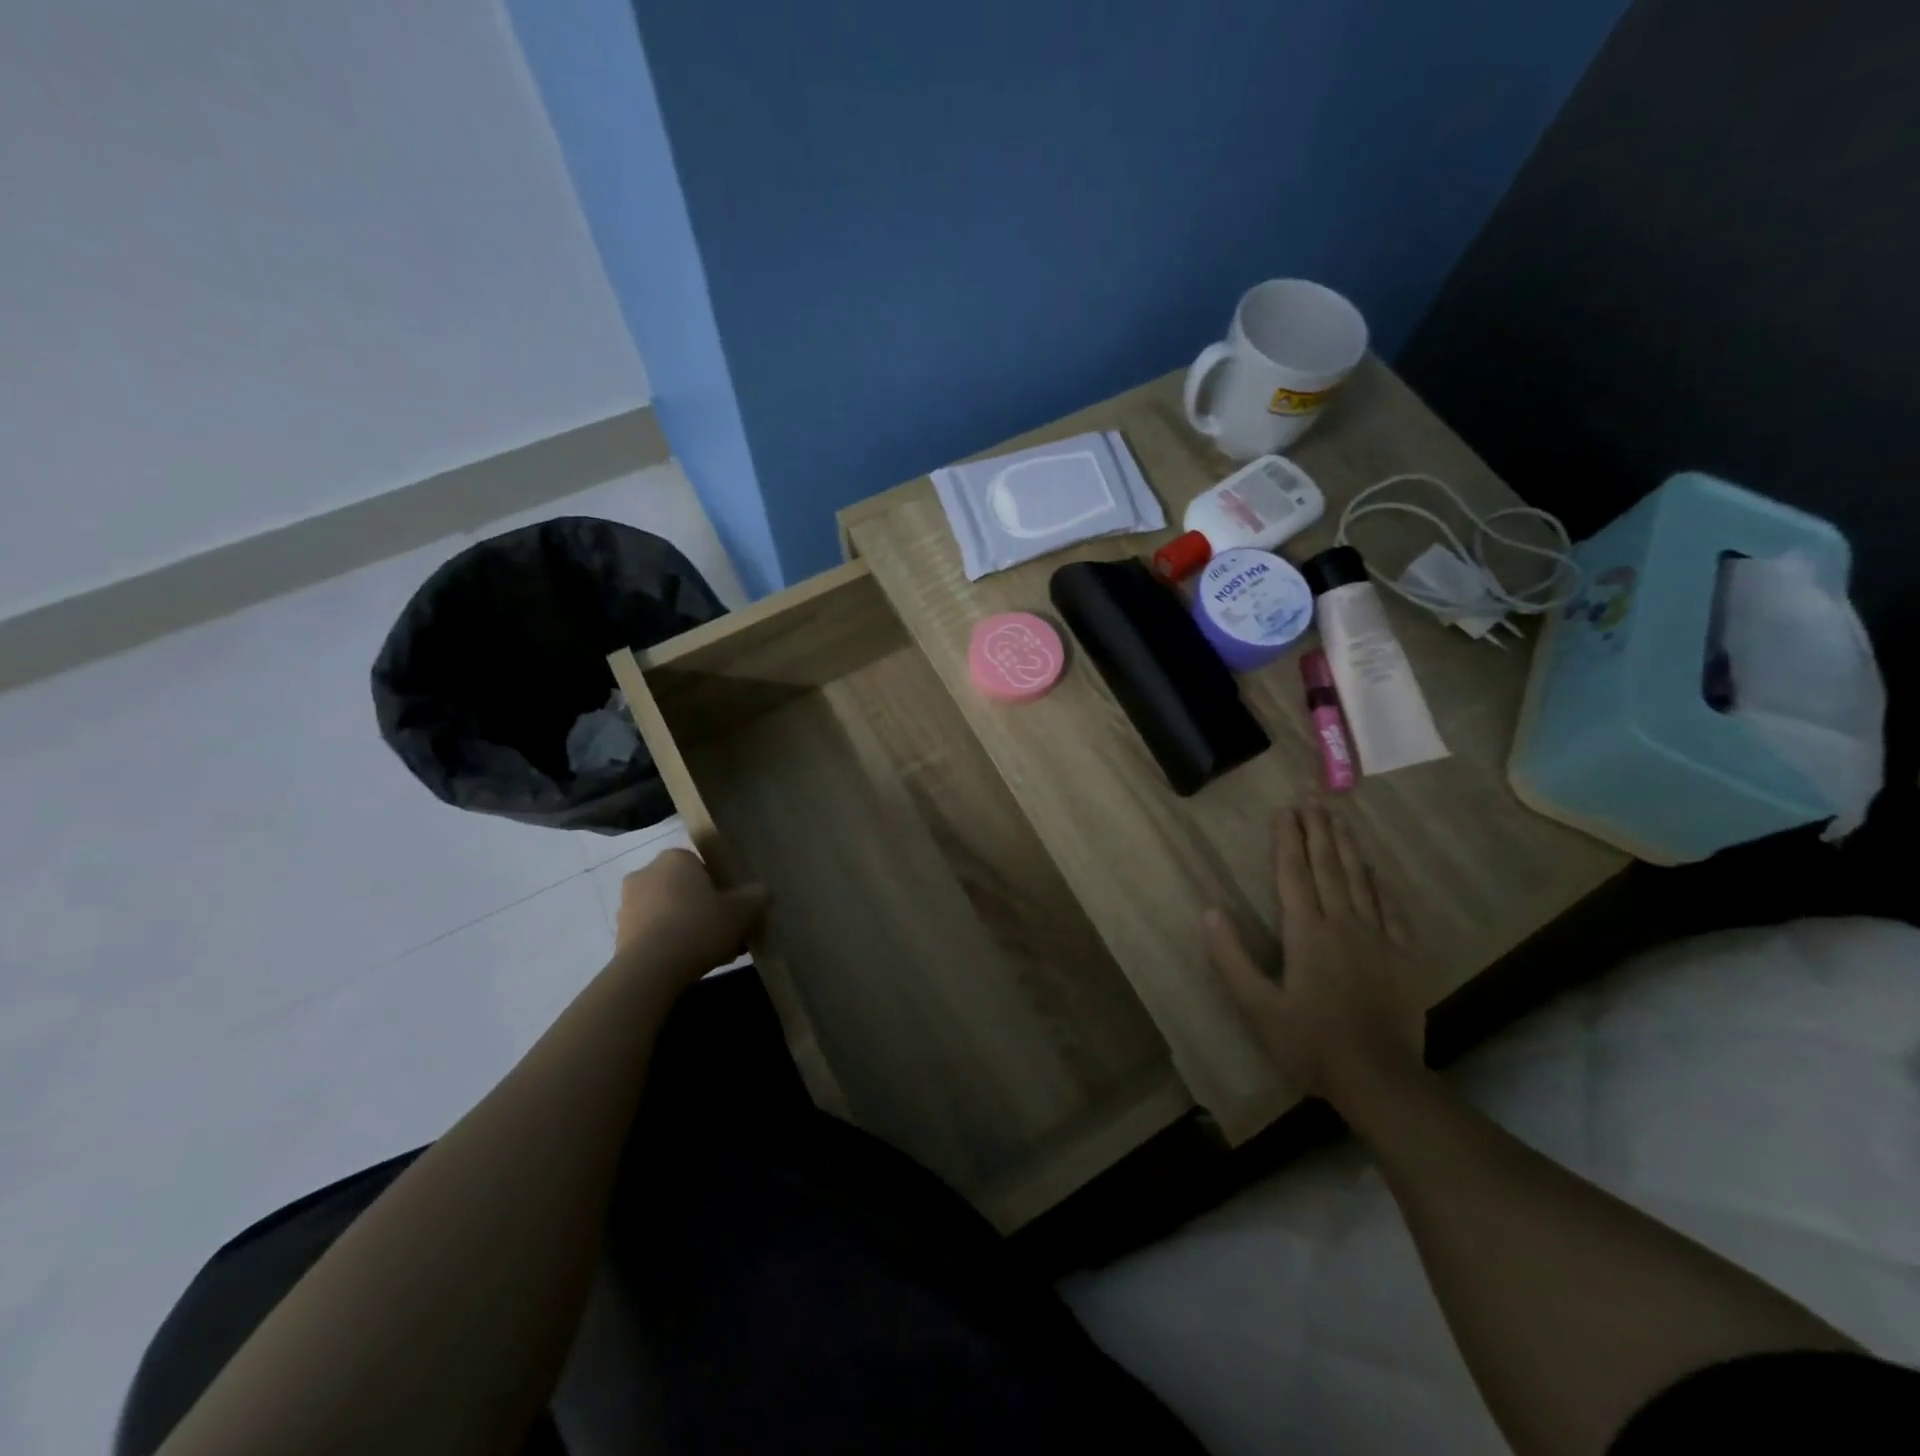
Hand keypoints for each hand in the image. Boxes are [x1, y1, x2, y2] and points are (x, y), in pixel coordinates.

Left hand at [614, 849, 766, 987]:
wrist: (650, 970)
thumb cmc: (699, 927)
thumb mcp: (742, 911)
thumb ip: (756, 896)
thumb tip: (762, 891)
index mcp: (675, 858)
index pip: (702, 866)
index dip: (721, 887)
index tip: (733, 909)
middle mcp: (646, 873)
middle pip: (685, 889)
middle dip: (704, 908)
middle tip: (725, 932)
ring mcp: (627, 904)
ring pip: (669, 912)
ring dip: (687, 927)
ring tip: (711, 953)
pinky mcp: (618, 934)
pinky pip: (653, 933)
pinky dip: (670, 943)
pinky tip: (688, 964)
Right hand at [1205, 805, 1425, 1104]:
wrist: (1379, 1079)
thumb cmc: (1309, 1042)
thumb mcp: (1256, 1006)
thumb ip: (1231, 957)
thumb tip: (1209, 912)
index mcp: (1305, 932)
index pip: (1292, 874)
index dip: (1287, 839)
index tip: (1285, 810)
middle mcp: (1342, 923)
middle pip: (1328, 867)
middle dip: (1319, 830)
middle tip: (1314, 798)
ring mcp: (1378, 938)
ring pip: (1361, 881)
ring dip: (1348, 847)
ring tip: (1340, 819)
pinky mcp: (1404, 957)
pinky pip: (1392, 910)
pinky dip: (1381, 885)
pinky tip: (1376, 871)